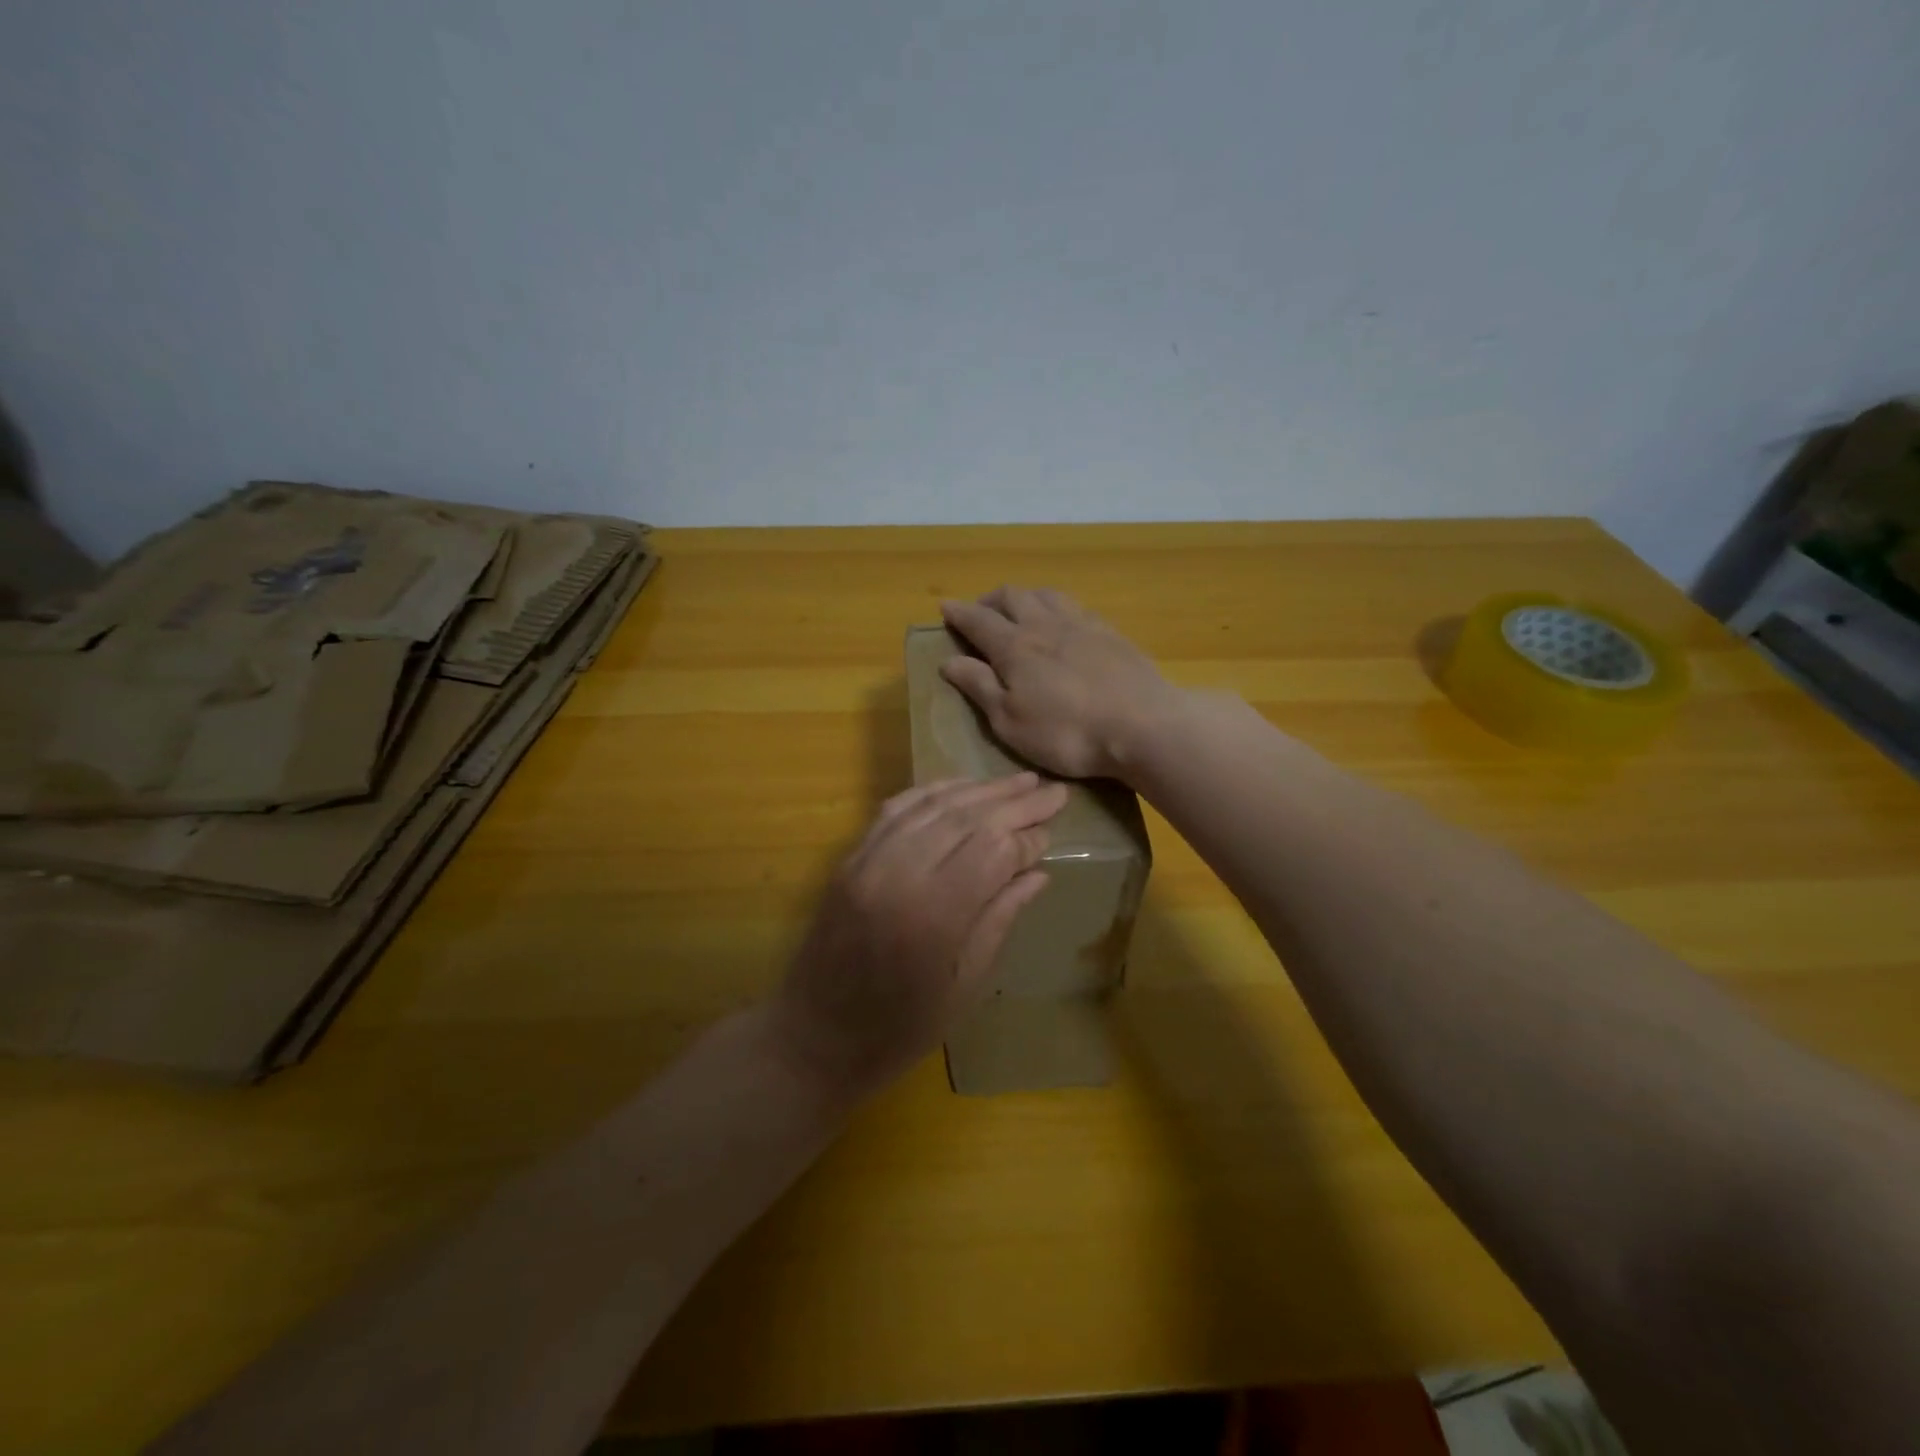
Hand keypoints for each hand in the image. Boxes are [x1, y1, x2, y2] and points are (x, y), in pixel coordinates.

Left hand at [773, 773, 1067, 1097]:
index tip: (1053, 833)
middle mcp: (900, 874)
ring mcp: (869, 860)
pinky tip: (960, 788)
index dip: (1027, 838)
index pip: (993, 851)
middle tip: (1052, 789)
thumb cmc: (900, 1029)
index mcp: (934, 916)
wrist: (814, 1036)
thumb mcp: (965, 986)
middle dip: (1014, 801)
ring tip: (1018, 781)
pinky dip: (932, 793)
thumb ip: (999, 918)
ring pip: (932, 806)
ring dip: (978, 790)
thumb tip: (1037, 872)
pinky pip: (895, 810)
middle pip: (967, 819)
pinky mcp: (850, 858)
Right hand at [939, 587, 1184, 780]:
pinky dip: (1057, 606)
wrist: (1143, 725)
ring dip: (1025, 596)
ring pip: (1046, 594)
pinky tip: (1064, 621)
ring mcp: (1082, 624)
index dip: (959, 613)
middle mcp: (1045, 625)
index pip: (978, 620)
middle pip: (1012, 596)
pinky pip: (1075, 606)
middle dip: (989, 599)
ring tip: (1020, 609)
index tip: (944, 607)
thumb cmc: (1067, 732)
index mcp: (1014, 647)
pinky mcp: (1111, 633)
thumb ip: (979, 686)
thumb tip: (949, 660)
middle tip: (980, 611)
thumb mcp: (1010, 721)